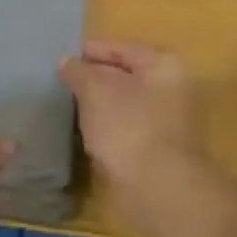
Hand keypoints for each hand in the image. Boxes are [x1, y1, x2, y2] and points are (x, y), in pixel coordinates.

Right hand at [59, 42, 206, 230]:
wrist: (159, 187)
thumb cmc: (128, 126)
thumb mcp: (95, 90)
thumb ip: (78, 72)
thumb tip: (66, 61)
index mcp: (164, 66)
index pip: (123, 49)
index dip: (93, 50)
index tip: (64, 57)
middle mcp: (173, 89)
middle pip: (127, 76)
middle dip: (95, 78)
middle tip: (63, 81)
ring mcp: (169, 122)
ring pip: (126, 104)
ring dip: (101, 105)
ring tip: (70, 106)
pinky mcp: (160, 150)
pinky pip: (128, 129)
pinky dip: (108, 127)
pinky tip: (87, 132)